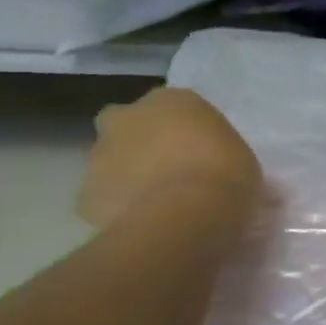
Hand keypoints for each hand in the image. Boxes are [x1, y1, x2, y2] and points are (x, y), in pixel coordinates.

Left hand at [77, 87, 262, 231]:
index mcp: (171, 100)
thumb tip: (215, 170)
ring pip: (110, 160)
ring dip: (126, 176)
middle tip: (165, 171)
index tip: (198, 153)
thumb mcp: (240, 157)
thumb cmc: (225, 175)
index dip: (183, 131)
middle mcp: (128, 117)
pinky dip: (115, 208)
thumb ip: (218, 154)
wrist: (185, 217)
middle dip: (139, 142)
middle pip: (127, 124)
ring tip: (155, 205)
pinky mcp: (85, 194)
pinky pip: (102, 198)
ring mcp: (100, 154)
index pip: (173, 108)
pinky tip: (140, 224)